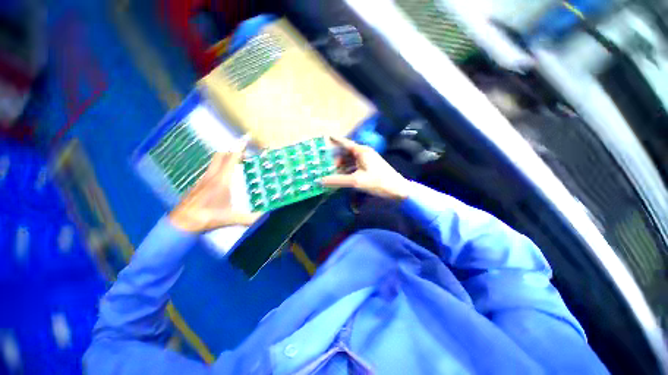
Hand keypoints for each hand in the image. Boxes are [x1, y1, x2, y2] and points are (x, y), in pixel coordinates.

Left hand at [169, 140, 261, 232]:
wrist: (181, 223)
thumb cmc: (206, 217)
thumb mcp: (230, 218)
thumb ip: (249, 218)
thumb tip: (265, 215)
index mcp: (222, 180)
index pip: (231, 159)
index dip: (239, 148)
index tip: (246, 139)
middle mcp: (212, 175)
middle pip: (221, 155)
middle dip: (233, 151)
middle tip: (244, 155)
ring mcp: (203, 179)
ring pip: (214, 161)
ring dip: (226, 158)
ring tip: (237, 163)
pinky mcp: (199, 184)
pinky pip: (211, 169)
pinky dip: (219, 167)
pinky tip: (224, 177)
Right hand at [320, 136, 409, 200]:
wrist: (398, 190)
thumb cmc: (378, 182)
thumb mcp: (356, 181)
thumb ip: (338, 180)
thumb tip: (321, 181)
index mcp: (362, 151)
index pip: (345, 143)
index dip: (336, 140)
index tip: (326, 137)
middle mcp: (364, 153)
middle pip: (347, 153)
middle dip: (336, 158)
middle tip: (325, 164)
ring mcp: (368, 161)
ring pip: (351, 161)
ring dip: (342, 165)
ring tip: (331, 171)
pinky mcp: (370, 168)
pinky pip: (355, 166)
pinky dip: (348, 170)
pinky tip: (342, 176)